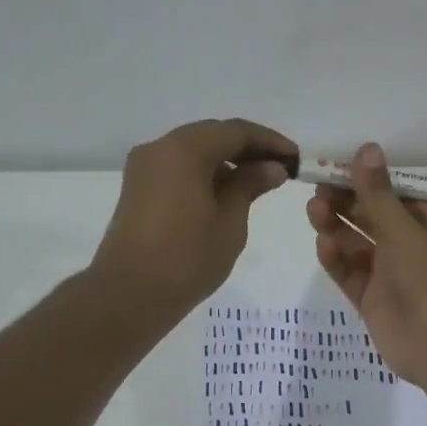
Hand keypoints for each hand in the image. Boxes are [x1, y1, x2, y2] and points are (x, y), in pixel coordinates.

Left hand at [90, 118, 296, 325]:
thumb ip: (250, 186)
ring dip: (225, 161)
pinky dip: (204, 174)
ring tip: (256, 184)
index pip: (235, 131)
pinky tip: (226, 194)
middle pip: (211, 136)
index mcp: (184, 149)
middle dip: (247, 149)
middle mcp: (159, 148)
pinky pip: (178, 168)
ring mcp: (144, 168)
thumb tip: (271, 167)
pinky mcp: (138, 189)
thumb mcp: (230, 221)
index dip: (269, 141)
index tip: (295, 159)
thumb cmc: (188, 258)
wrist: (130, 294)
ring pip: (193, 152)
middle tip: (279, 169)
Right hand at [305, 142, 426, 386]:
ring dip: (337, 226)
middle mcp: (412, 248)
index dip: (369, 180)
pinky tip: (322, 244)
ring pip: (358, 245)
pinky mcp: (372, 299)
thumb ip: (379, 194)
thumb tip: (366, 148)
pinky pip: (351, 273)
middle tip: (317, 187)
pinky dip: (337, 258)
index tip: (338, 166)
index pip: (397, 195)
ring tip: (313, 209)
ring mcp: (391, 275)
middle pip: (373, 218)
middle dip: (347, 202)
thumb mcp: (405, 230)